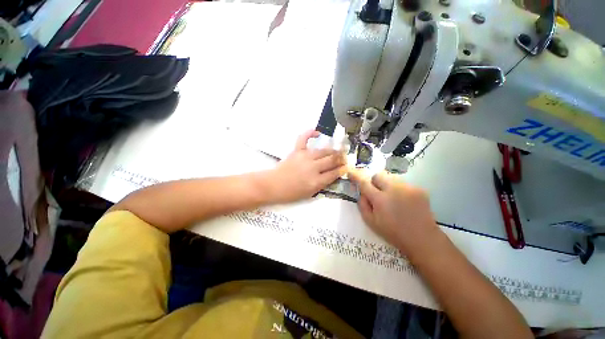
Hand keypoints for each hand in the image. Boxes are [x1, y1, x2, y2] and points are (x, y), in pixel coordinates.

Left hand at [268, 130, 346, 202]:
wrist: (273, 185)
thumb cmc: (291, 192)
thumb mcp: (310, 193)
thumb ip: (323, 184)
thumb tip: (334, 174)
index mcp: (316, 181)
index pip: (335, 173)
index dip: (343, 169)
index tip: (347, 166)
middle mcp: (313, 167)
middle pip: (332, 160)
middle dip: (341, 158)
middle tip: (345, 158)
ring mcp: (305, 157)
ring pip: (324, 151)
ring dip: (333, 150)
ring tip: (338, 150)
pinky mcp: (297, 151)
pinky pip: (304, 138)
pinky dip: (310, 133)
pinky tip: (318, 132)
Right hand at [348, 169, 438, 255]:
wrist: (422, 238)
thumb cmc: (393, 232)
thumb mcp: (371, 222)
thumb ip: (362, 205)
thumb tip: (361, 193)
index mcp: (380, 199)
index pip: (364, 183)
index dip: (356, 176)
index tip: (350, 172)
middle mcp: (394, 190)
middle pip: (378, 175)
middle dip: (375, 182)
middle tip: (377, 193)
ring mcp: (408, 188)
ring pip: (391, 178)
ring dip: (387, 185)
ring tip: (393, 198)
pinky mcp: (419, 189)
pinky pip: (403, 183)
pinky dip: (399, 189)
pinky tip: (404, 201)